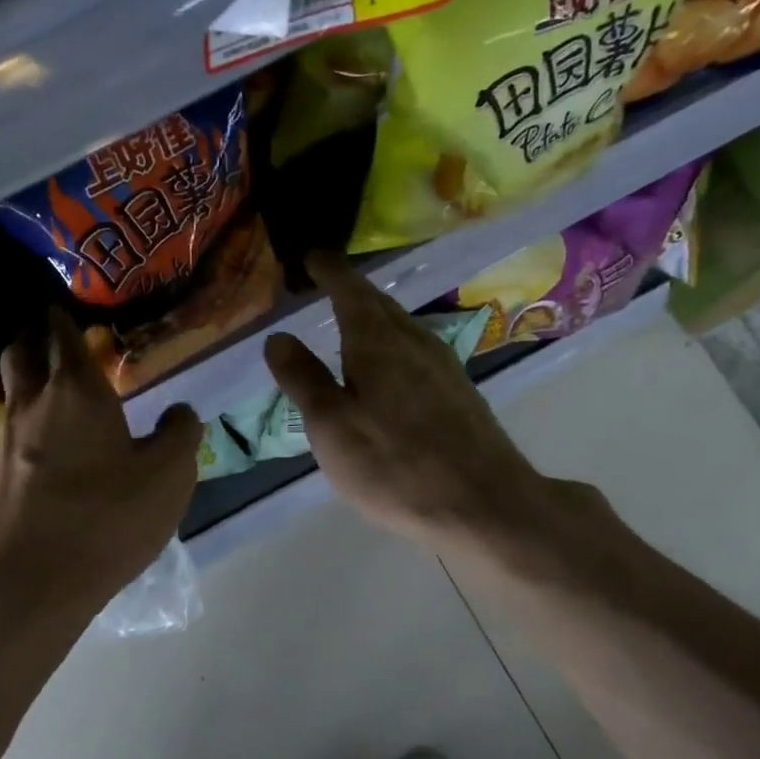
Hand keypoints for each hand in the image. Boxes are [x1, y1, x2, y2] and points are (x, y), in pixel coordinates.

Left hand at [0, 310, 199, 615]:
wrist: (33, 582)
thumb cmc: (108, 518)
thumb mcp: (170, 475)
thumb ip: (180, 433)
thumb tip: (179, 411)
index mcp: (77, 390)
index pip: (64, 332)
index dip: (68, 316)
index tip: (77, 309)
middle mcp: (33, 403)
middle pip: (23, 350)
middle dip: (39, 336)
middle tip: (64, 339)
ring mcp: (8, 439)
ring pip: (13, 388)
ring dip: (31, 376)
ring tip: (62, 387)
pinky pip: (13, 427)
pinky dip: (31, 418)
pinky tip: (54, 443)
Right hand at [264, 253, 563, 553]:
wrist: (481, 502)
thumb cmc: (393, 464)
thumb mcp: (331, 425)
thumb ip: (303, 378)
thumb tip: (277, 336)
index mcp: (377, 341)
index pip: (349, 290)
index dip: (329, 271)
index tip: (314, 256)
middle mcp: (414, 341)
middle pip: (380, 304)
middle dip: (352, 290)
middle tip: (329, 284)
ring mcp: (443, 366)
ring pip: (402, 328)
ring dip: (376, 317)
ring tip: (354, 321)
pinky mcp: (459, 393)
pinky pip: (417, 352)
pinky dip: (394, 345)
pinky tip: (390, 367)